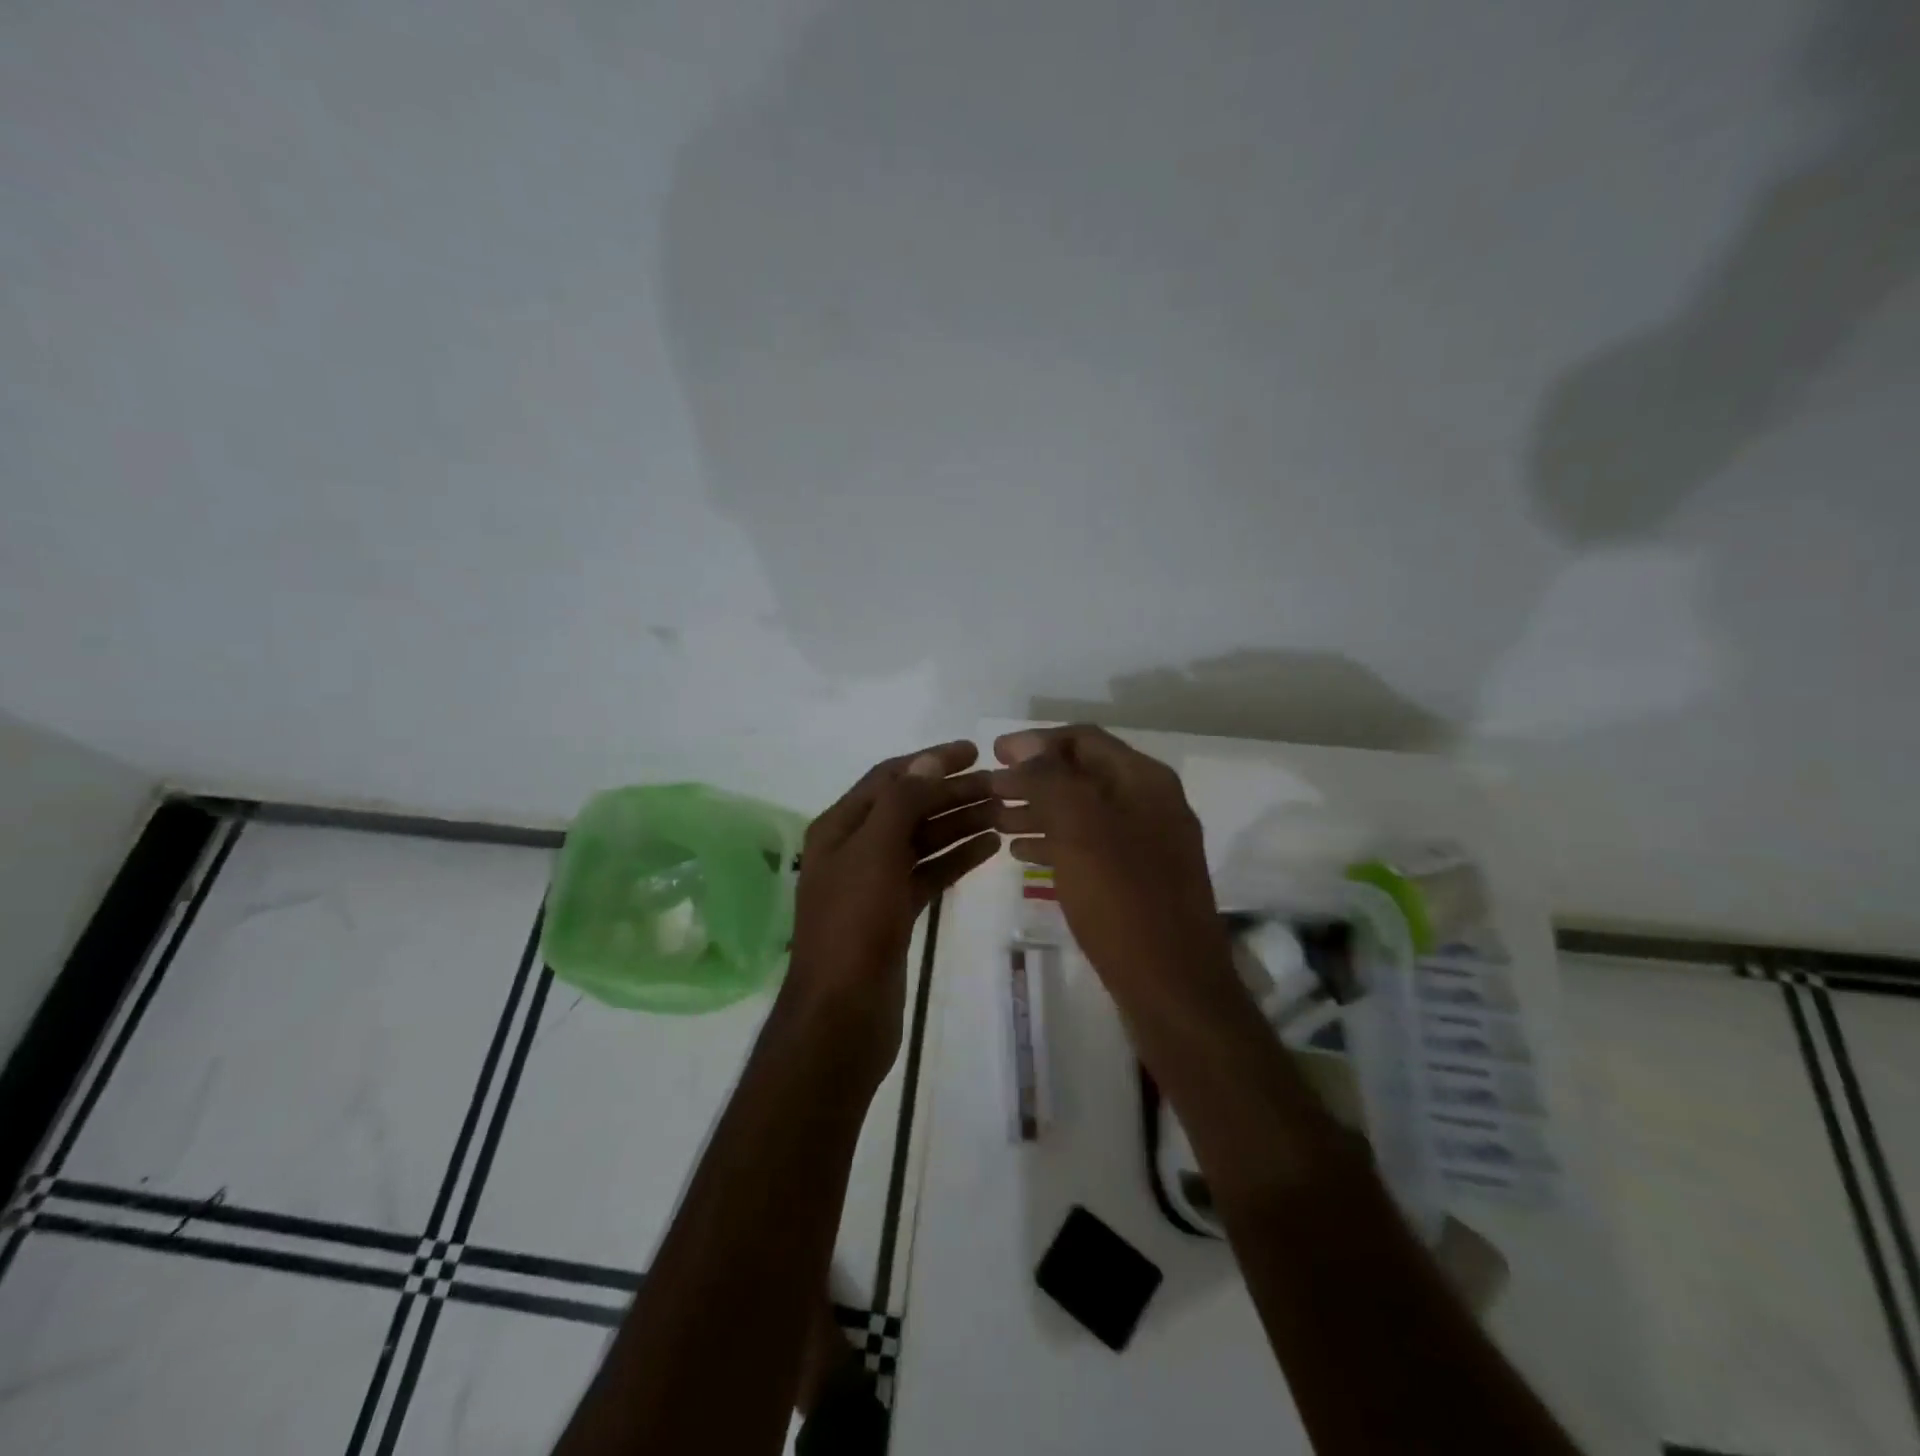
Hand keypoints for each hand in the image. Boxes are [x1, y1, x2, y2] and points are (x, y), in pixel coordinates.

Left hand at [784, 740, 998, 1082]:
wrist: (843, 1013)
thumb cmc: (854, 925)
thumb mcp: (875, 852)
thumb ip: (901, 803)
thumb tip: (928, 761)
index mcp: (841, 827)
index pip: (890, 778)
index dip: (930, 761)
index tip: (974, 751)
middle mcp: (856, 848)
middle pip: (910, 807)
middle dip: (953, 793)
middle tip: (1002, 784)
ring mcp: (876, 882)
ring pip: (923, 840)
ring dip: (960, 823)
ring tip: (1005, 811)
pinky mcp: (895, 913)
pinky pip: (929, 873)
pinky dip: (957, 858)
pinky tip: (990, 847)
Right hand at [990, 725, 1228, 991]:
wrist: (1173, 987)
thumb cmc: (1122, 899)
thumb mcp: (1079, 828)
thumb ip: (1050, 779)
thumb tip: (1026, 746)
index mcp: (1144, 781)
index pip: (1084, 740)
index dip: (1036, 742)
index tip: (994, 752)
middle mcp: (1151, 804)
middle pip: (1083, 775)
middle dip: (1033, 778)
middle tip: (988, 788)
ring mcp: (1148, 844)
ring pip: (1083, 813)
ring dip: (1039, 810)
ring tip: (994, 820)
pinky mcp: (1139, 881)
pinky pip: (1090, 847)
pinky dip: (1055, 842)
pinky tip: (1022, 854)